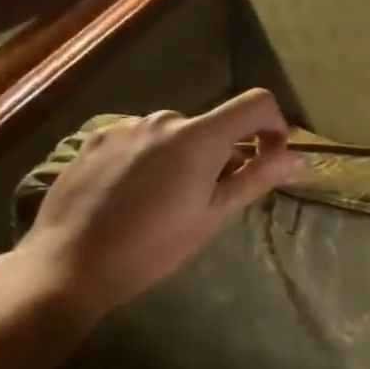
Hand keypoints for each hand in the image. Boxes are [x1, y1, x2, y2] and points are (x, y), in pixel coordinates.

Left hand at [14, 89, 303, 332]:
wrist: (69, 264)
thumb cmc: (152, 247)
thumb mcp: (213, 215)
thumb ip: (257, 179)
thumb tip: (300, 159)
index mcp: (198, 137)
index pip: (255, 103)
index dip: (274, 125)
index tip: (269, 158)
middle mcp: (163, 119)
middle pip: (213, 126)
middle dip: (222, 155)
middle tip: (208, 201)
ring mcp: (125, 126)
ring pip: (176, 134)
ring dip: (185, 157)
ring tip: (164, 202)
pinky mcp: (96, 138)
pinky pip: (141, 138)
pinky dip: (152, 158)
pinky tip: (132, 194)